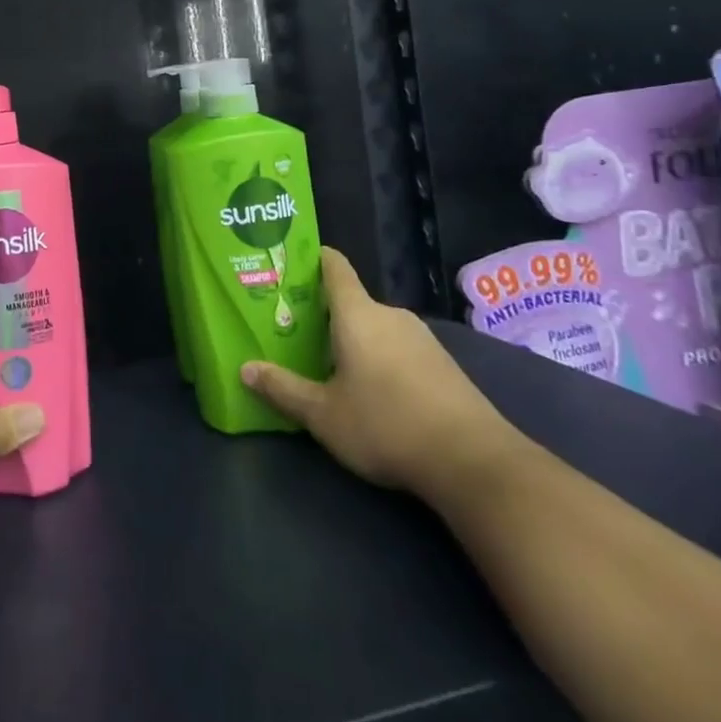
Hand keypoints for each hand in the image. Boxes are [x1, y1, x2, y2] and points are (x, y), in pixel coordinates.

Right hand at [240, 247, 516, 499]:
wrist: (475, 463)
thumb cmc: (386, 425)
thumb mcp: (323, 414)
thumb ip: (283, 388)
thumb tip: (244, 369)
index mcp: (357, 313)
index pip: (334, 266)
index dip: (312, 258)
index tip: (289, 263)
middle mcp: (390, 315)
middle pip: (351, 301)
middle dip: (323, 313)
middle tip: (294, 330)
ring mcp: (422, 339)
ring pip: (375, 327)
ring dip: (353, 339)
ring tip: (327, 363)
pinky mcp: (443, 365)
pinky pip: (398, 348)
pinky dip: (380, 358)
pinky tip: (371, 390)